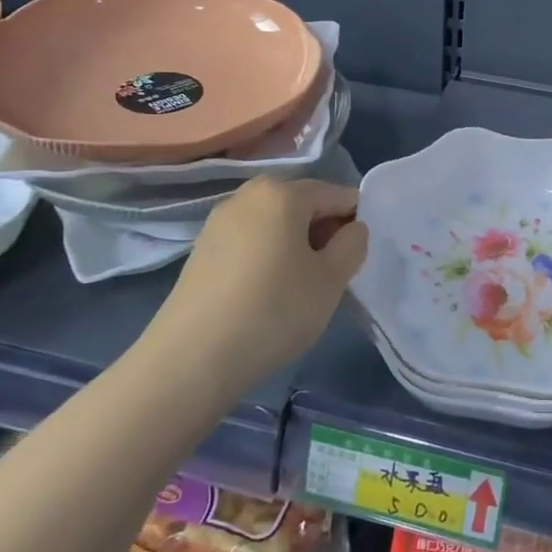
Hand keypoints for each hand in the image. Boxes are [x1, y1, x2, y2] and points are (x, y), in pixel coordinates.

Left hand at [152, 177, 367, 397]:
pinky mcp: (201, 251)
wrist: (192, 359)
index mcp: (281, 192)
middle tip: (333, 274)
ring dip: (295, 246)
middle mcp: (247, 195)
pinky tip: (268, 294)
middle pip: (301, 204)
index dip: (355, 221)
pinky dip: (268, 257)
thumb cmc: (274, 310)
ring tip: (301, 288)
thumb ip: (352, 245)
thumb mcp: (331, 279)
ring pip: (274, 224)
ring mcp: (218, 222)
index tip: (359, 256)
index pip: (335, 193)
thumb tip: (351, 228)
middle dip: (323, 232)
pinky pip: (250, 242)